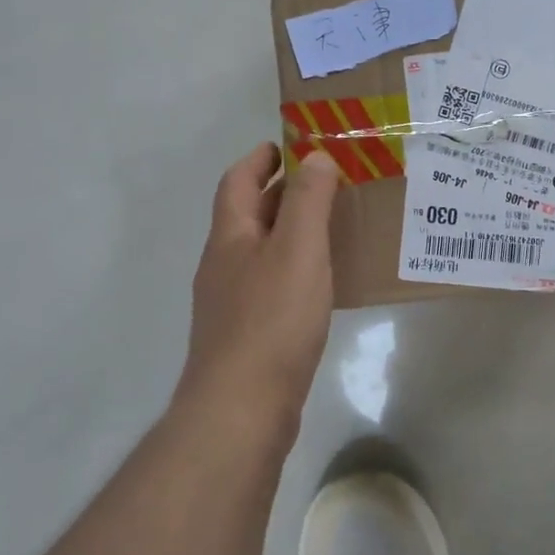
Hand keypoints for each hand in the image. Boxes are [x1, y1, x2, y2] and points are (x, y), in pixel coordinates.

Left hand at [177, 144, 340, 435]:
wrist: (241, 408)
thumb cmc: (272, 320)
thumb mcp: (298, 249)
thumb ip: (308, 201)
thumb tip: (315, 158)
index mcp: (229, 237)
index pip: (236, 182)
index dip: (259, 159)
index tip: (288, 146)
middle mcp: (222, 264)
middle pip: (247, 215)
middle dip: (281, 193)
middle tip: (326, 182)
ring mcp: (229, 303)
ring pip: (260, 251)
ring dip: (289, 232)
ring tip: (331, 226)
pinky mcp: (244, 335)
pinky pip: (270, 285)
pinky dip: (293, 269)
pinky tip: (321, 284)